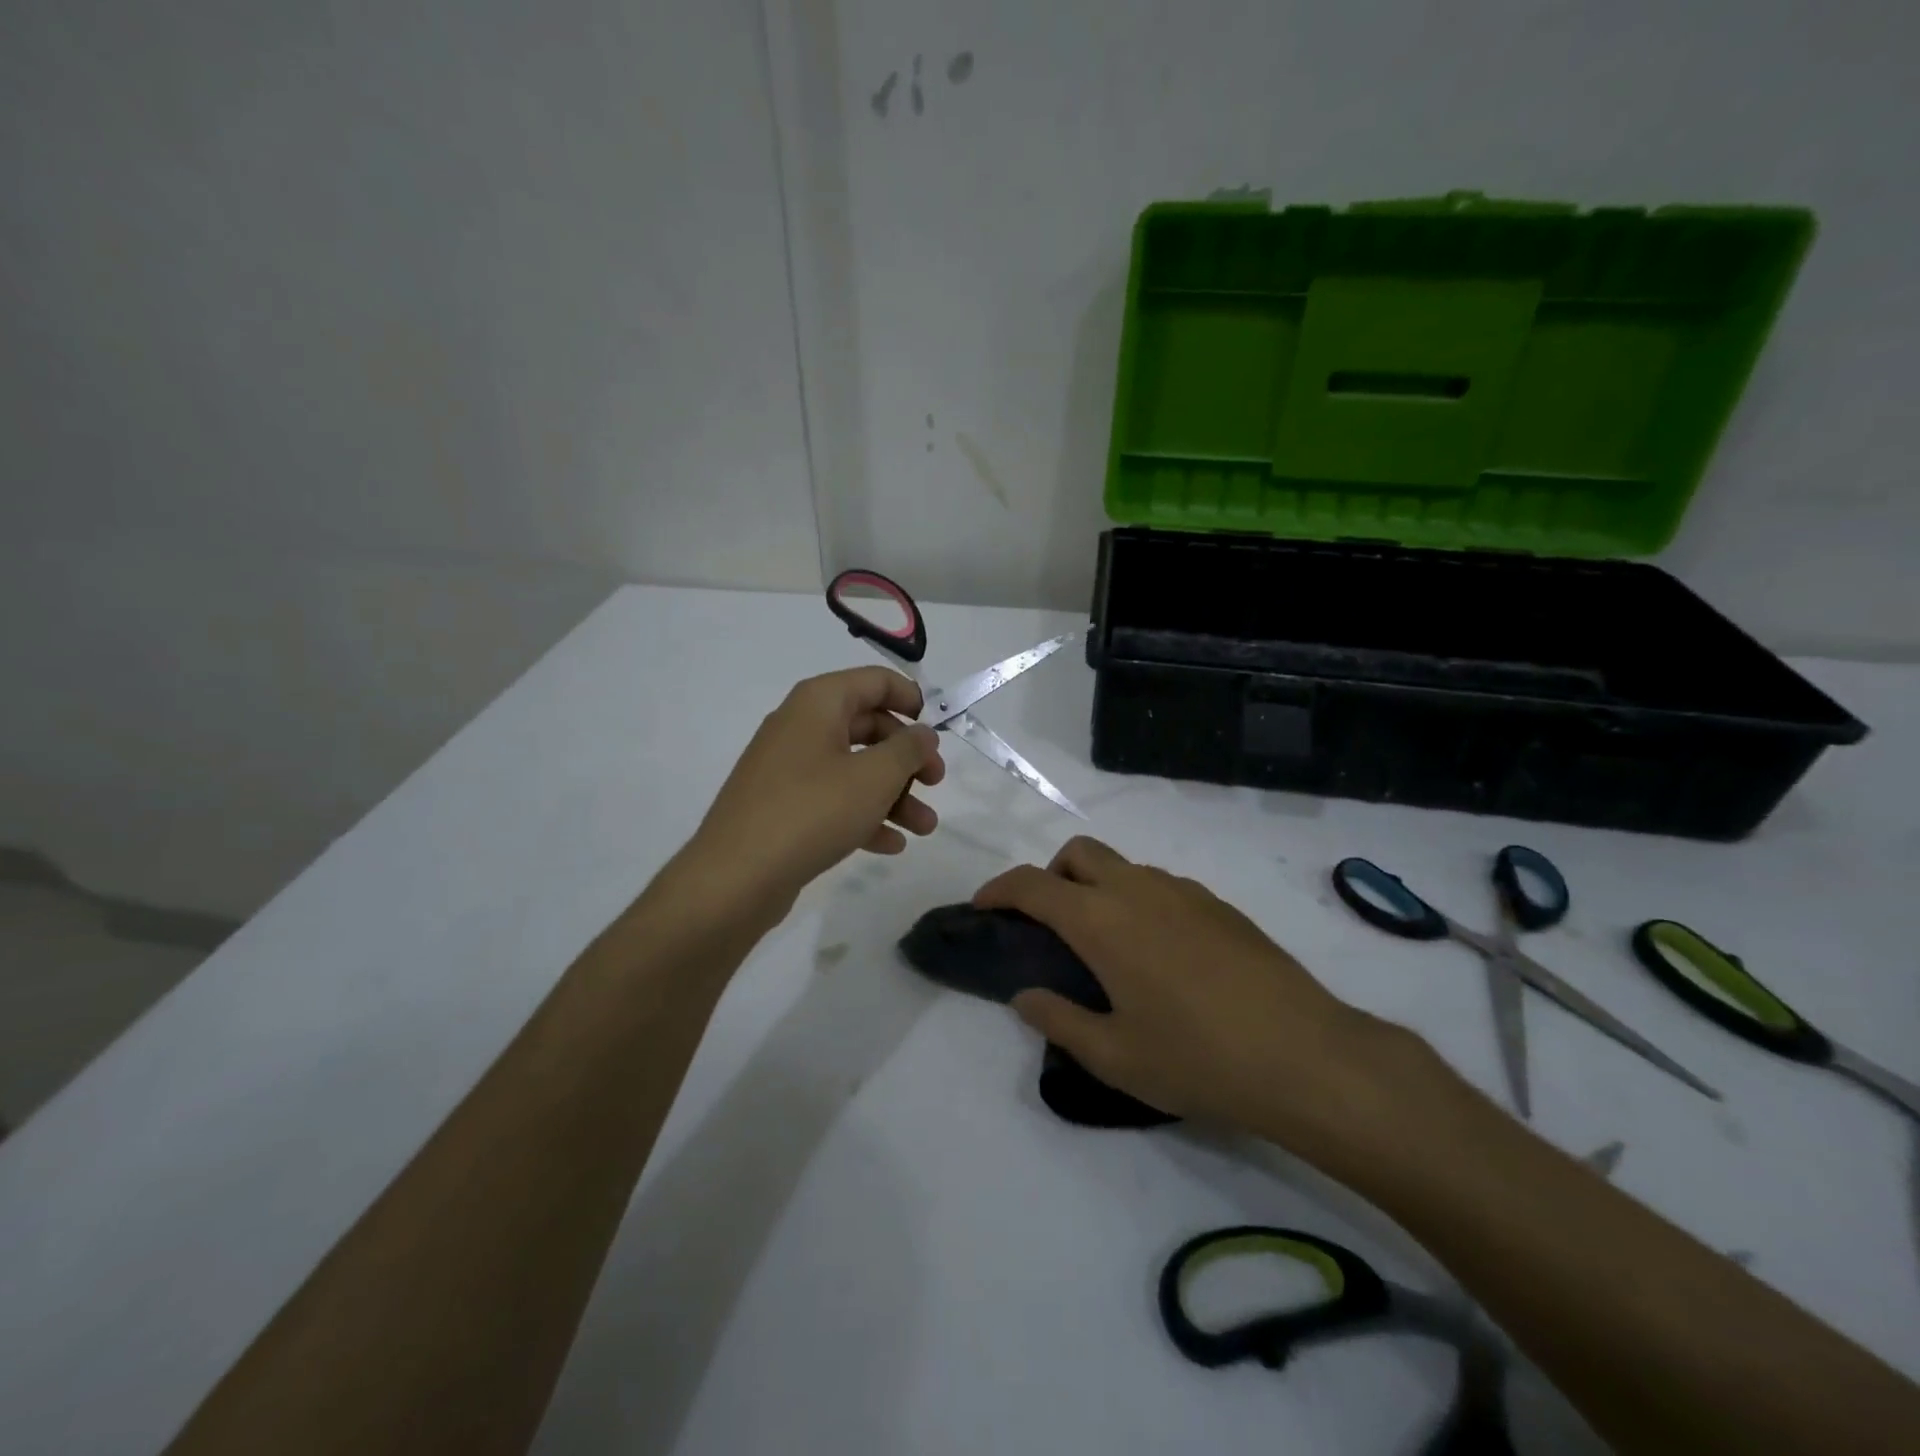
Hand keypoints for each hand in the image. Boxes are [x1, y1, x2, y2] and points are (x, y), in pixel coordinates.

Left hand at [688, 667, 946, 916]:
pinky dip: (863, 816)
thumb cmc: (813, 811)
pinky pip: (832, 801)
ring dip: (893, 795)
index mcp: (818, 703)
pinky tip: (891, 845)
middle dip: (907, 758)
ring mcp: (788, 769)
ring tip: (924, 828)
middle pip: (868, 727)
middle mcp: (800, 727)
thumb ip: (908, 749)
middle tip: (936, 783)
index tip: (938, 731)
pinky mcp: (782, 807)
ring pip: (853, 770)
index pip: (875, 681)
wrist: (736, 877)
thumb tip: (922, 733)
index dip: (912, 700)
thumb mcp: (875, 777)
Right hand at [974, 837, 1422, 1154]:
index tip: (983, 907)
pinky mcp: (1219, 905)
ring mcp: (1184, 892)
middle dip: (1050, 875)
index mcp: (1102, 920)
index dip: (999, 889)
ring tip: (1105, 946)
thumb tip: (1025, 997)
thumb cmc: (1197, 1059)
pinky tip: (1158, 955)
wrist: (1305, 1056)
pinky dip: (1137, 900)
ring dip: (1097, 887)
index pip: (1033, 885)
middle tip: (1048, 925)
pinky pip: (1160, 885)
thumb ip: (1059, 1020)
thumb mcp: (1114, 1056)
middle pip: (1078, 853)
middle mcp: (1138, 889)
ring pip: (1122, 866)